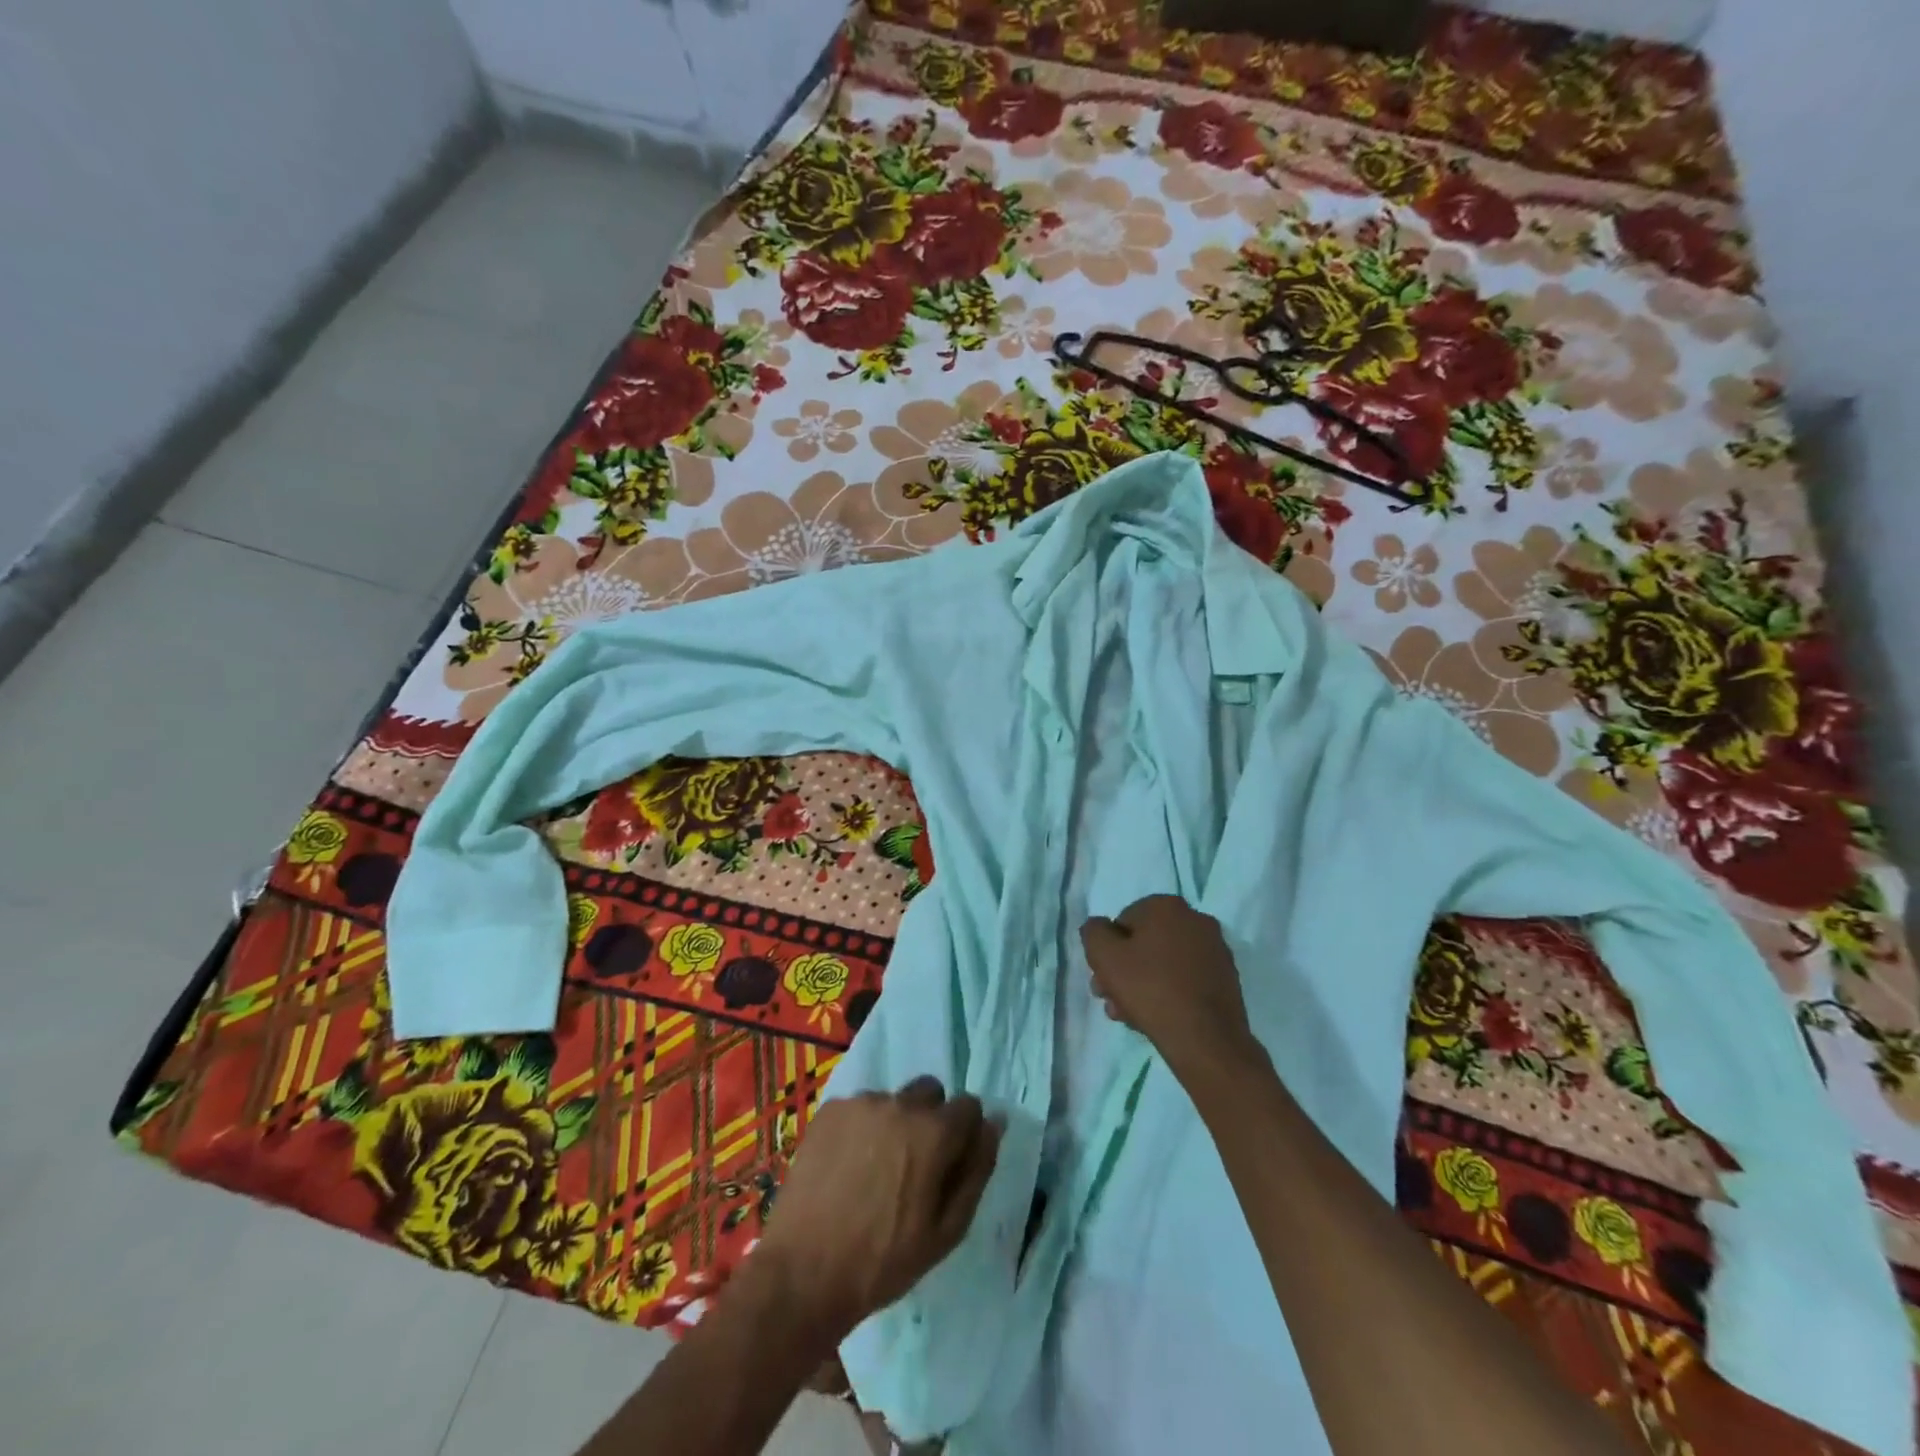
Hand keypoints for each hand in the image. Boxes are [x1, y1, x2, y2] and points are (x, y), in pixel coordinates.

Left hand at [753, 1076, 1000, 1340]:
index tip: (949, 1164)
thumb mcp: (947, 1231)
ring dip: (894, 1124)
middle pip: (931, 1093)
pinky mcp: (830, 1109)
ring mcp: (861, 1102)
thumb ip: (977, 1170)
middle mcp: (900, 1103)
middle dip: (930, 1120)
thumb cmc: (884, 1261)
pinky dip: (861, 1128)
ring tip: (873, 1171)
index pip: (969, 1105)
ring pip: (893, 1100)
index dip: (964, 1134)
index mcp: (934, 1131)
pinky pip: (859, 1108)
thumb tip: (995, 1123)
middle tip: (913, 1166)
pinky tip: (846, 1166)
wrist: (803, 1273)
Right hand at [1081, 894, 1256, 1082]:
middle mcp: (1195, 920)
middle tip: (1110, 999)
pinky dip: (1168, 992)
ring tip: (1129, 1016)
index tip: (1103, 978)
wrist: (1206, 1039)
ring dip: (1142, 985)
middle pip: (1145, 944)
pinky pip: (1185, 979)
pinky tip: (1155, 1018)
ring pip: (1164, 964)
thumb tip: (1098, 927)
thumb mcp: (1104, 956)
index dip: (1108, 951)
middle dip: (1124, 971)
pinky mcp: (1226, 979)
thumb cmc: (1150, 989)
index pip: (1123, 922)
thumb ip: (1093, 933)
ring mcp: (1215, 950)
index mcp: (1167, 906)